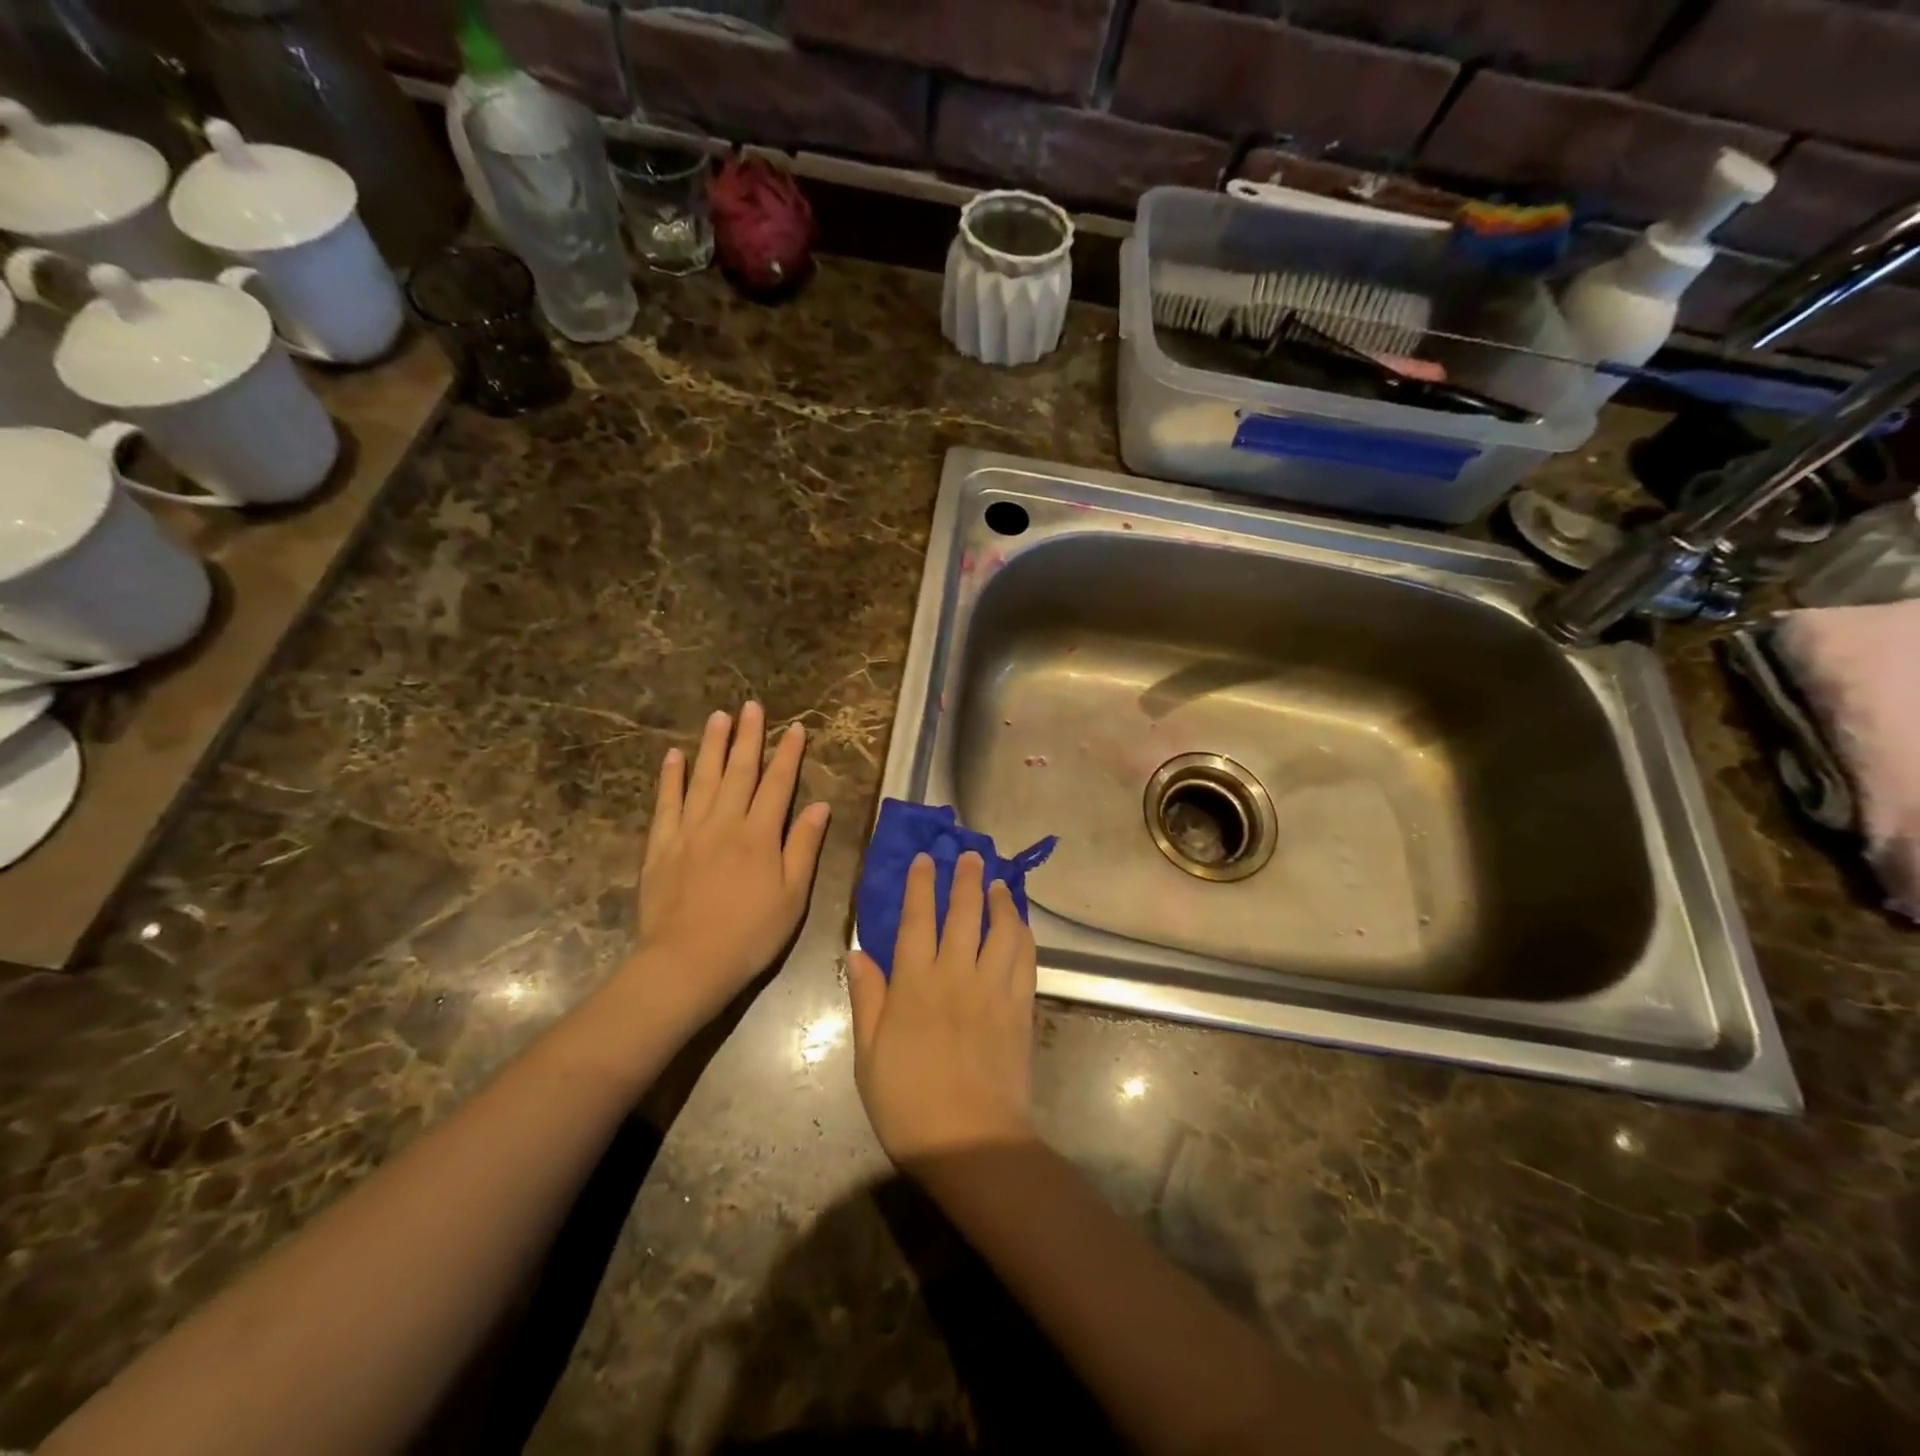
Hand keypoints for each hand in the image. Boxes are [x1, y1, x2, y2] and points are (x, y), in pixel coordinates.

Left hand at [631, 702, 830, 1021]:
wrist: (687, 963)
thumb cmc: (750, 934)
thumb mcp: (792, 896)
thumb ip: (803, 847)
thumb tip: (819, 806)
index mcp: (760, 835)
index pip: (778, 784)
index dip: (788, 754)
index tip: (795, 728)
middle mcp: (725, 822)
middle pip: (739, 771)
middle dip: (748, 737)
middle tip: (750, 706)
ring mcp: (689, 831)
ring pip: (703, 778)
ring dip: (712, 746)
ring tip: (718, 717)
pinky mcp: (661, 845)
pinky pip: (666, 803)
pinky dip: (671, 778)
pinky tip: (674, 756)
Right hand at [847, 851, 1038, 1164]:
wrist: (970, 1140)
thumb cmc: (907, 1102)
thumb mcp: (869, 1055)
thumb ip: (867, 998)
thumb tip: (858, 952)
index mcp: (914, 984)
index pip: (916, 919)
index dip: (920, 885)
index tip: (924, 859)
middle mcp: (956, 974)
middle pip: (963, 914)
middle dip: (966, 879)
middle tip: (971, 854)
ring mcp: (993, 989)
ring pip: (1000, 930)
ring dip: (1000, 901)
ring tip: (998, 883)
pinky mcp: (1020, 1008)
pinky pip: (1025, 960)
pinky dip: (1023, 935)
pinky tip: (1020, 925)